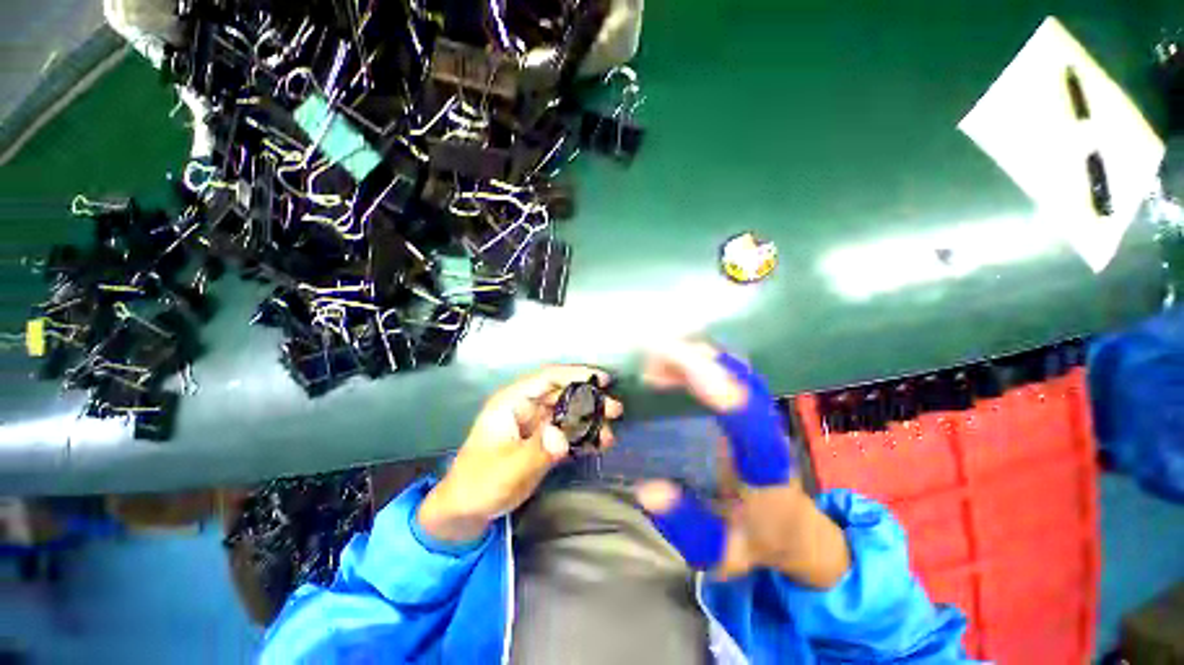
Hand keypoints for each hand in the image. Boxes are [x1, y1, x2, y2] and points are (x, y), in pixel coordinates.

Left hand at [417, 366, 622, 543]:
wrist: (466, 510)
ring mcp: (535, 425)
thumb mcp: (507, 468)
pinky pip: (567, 433)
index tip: (602, 379)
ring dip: (590, 421)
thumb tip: (564, 437)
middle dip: (590, 399)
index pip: (548, 378)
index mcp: (512, 402)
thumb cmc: (479, 483)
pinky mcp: (542, 442)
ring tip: (609, 434)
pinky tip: (599, 444)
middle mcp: (526, 408)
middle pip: (563, 395)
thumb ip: (537, 451)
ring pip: (568, 414)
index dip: (576, 374)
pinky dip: (583, 437)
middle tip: (615, 409)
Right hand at [638, 341, 849, 586]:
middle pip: (744, 383)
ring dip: (696, 358)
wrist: (792, 527)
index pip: (755, 430)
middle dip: (698, 364)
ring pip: (736, 370)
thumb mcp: (717, 550)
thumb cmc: (755, 539)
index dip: (729, 400)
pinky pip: (728, 370)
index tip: (694, 378)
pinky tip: (671, 364)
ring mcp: (761, 414)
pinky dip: (699, 359)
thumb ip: (685, 525)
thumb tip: (647, 489)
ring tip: (654, 365)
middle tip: (651, 366)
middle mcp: (769, 433)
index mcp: (767, 473)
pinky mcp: (750, 405)